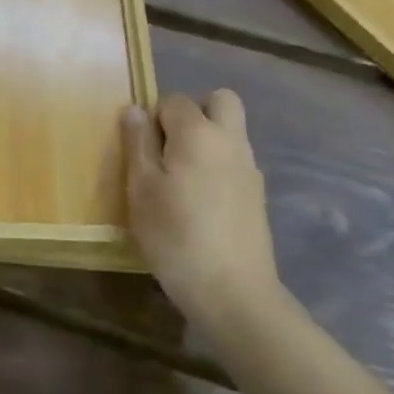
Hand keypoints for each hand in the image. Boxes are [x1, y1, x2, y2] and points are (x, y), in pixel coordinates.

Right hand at [123, 91, 277, 333]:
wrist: (234, 293)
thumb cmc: (176, 236)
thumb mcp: (141, 189)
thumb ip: (137, 143)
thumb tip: (135, 110)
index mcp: (198, 133)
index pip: (174, 100)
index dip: (154, 118)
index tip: (142, 151)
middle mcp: (230, 140)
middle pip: (220, 101)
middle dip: (194, 112)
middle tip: (170, 147)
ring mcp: (250, 168)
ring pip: (230, 132)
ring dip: (207, 140)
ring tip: (181, 180)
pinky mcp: (258, 196)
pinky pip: (236, 161)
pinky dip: (218, 166)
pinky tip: (201, 203)